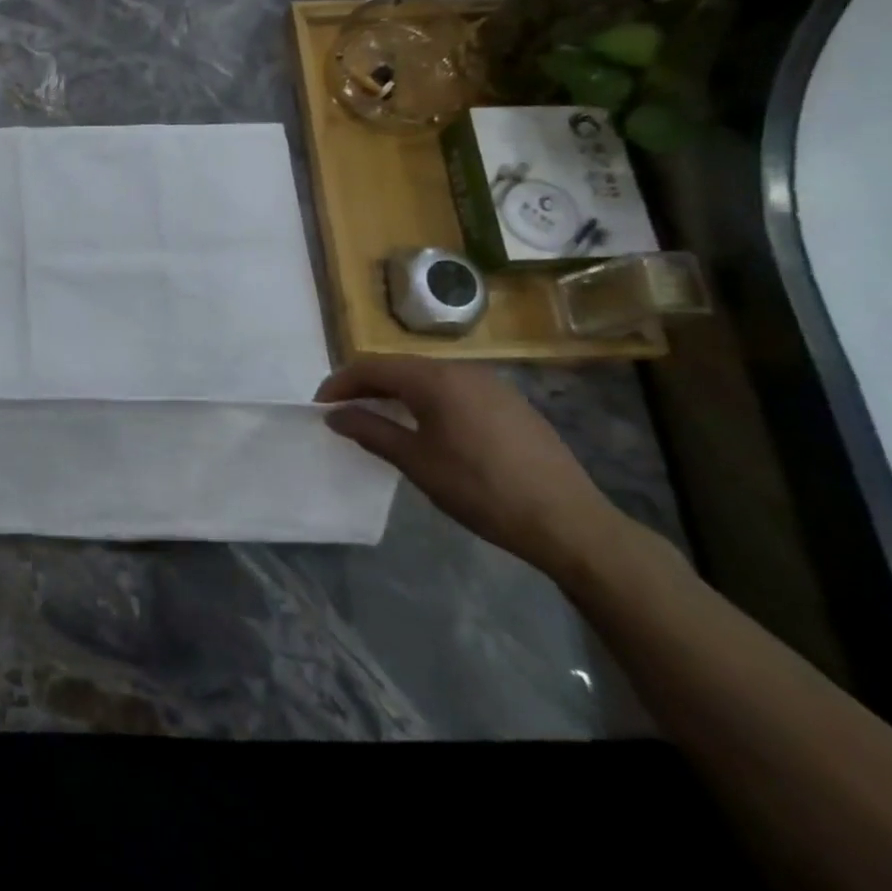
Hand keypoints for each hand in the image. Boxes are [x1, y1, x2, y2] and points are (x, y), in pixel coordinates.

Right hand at [317, 357, 626, 581]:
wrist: (570, 523)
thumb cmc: (482, 490)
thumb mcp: (416, 462)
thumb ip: (370, 431)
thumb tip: (335, 415)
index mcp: (434, 379)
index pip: (371, 367)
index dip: (340, 384)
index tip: (321, 408)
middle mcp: (461, 370)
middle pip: (398, 367)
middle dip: (366, 386)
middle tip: (344, 413)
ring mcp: (491, 385)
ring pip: (427, 378)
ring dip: (396, 393)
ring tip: (379, 420)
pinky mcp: (510, 404)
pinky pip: (453, 390)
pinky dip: (427, 401)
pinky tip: (426, 429)